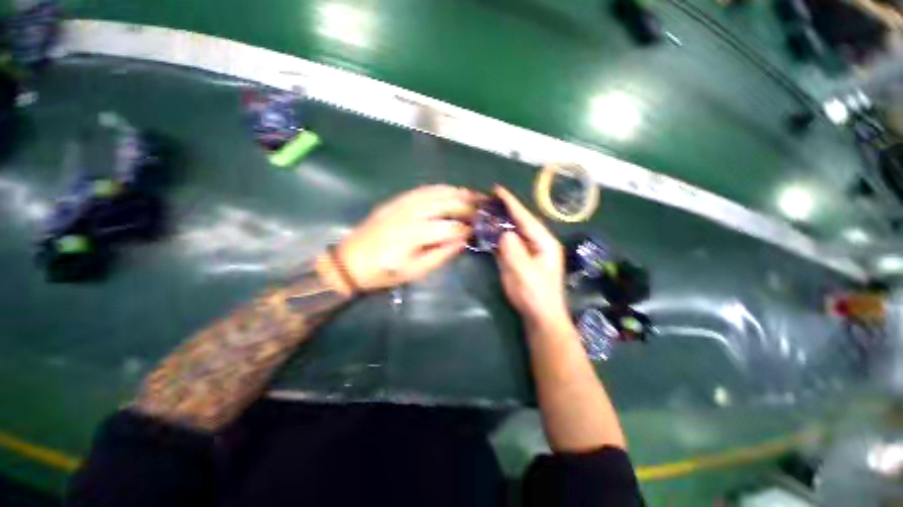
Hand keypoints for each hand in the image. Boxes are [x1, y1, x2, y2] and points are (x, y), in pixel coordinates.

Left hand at [322, 185, 478, 293]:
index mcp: (415, 234)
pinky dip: (438, 188)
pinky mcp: (395, 201)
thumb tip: (461, 242)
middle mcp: (411, 213)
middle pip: (446, 204)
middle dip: (467, 205)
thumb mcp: (414, 272)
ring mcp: (402, 204)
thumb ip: (440, 255)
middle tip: (483, 207)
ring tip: (472, 194)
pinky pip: (421, 190)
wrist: (350, 262)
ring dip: (456, 192)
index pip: (450, 227)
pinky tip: (449, 190)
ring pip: (435, 192)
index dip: (467, 228)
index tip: (479, 229)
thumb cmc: (384, 272)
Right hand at [494, 186, 570, 331]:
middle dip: (504, 209)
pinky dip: (497, 235)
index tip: (497, 190)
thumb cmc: (536, 294)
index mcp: (544, 242)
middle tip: (487, 198)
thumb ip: (514, 251)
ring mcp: (527, 250)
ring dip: (499, 221)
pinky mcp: (518, 259)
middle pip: (519, 222)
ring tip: (485, 210)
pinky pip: (507, 242)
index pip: (526, 218)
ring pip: (512, 231)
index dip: (511, 203)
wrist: (539, 315)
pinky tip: (487, 230)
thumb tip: (504, 233)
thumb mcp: (525, 273)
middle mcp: (536, 242)